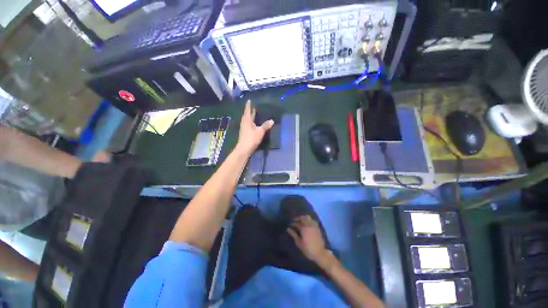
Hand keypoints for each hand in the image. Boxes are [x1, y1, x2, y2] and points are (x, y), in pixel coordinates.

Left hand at [236, 100, 273, 154]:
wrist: (244, 149)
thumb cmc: (251, 138)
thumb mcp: (260, 131)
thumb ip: (265, 126)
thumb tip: (272, 120)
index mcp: (247, 120)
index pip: (248, 110)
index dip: (249, 105)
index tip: (249, 100)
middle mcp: (244, 123)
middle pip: (247, 115)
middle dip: (250, 111)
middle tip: (254, 107)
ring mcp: (244, 128)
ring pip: (247, 120)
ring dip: (251, 117)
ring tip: (255, 114)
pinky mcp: (245, 133)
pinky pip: (248, 125)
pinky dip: (251, 123)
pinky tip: (254, 124)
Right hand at [287, 215, 329, 263]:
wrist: (319, 253)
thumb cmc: (308, 249)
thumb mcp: (299, 243)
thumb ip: (293, 235)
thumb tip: (288, 229)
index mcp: (304, 228)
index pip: (297, 223)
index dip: (293, 223)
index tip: (290, 225)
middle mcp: (309, 225)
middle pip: (303, 218)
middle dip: (298, 218)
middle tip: (295, 221)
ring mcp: (314, 226)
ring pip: (308, 217)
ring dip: (303, 217)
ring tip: (301, 220)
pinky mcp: (317, 227)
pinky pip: (313, 220)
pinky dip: (309, 219)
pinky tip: (307, 223)